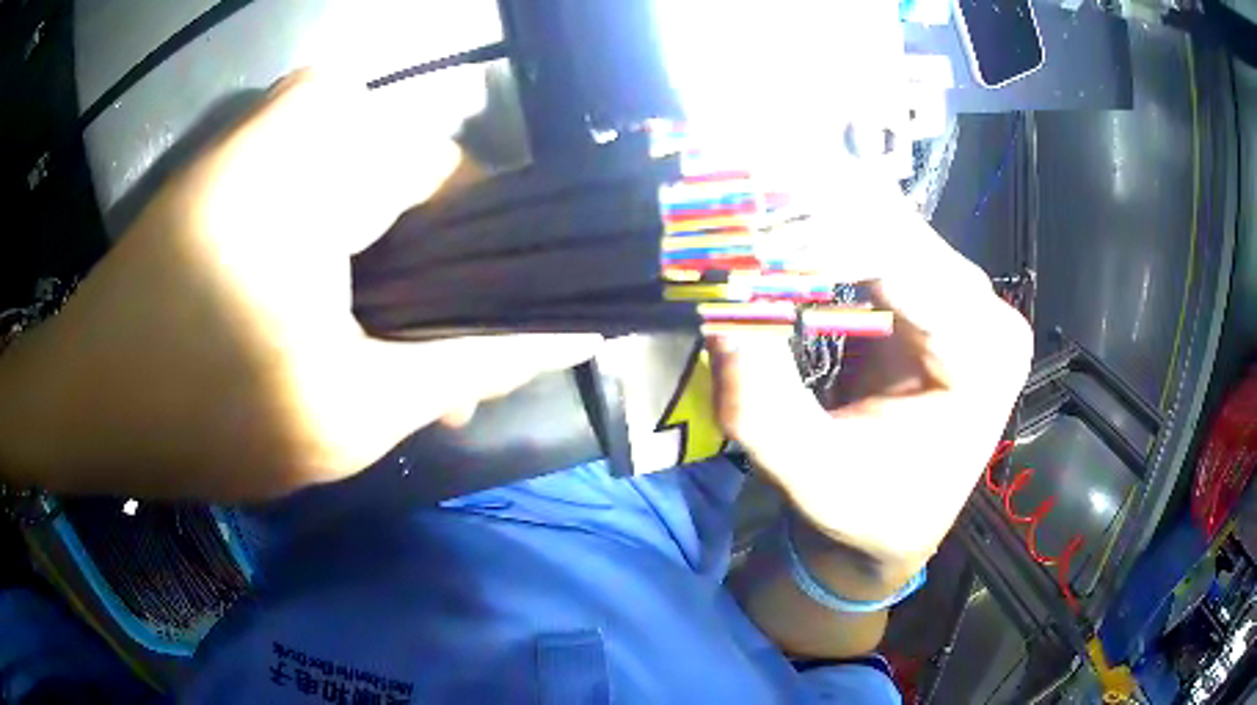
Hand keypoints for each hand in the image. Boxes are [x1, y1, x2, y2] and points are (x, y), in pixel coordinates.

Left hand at [0, 72, 595, 500]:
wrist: (88, 398)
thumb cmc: (200, 409)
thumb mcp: (354, 409)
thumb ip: (473, 365)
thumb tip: (570, 334)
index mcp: (345, 141)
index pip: (477, 196)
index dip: (490, 287)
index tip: (478, 370)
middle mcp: (318, 107)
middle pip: (424, 203)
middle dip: (431, 303)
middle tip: (425, 394)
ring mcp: (274, 128)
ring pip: (377, 209)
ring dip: (386, 296)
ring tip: (373, 376)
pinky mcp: (245, 160)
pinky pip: (329, 204)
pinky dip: (342, 274)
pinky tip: (328, 338)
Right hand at [708, 181, 1031, 574]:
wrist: (897, 521)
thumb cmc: (868, 511)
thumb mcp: (811, 474)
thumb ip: (762, 404)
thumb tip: (719, 311)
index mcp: (981, 356)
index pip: (901, 261)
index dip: (818, 229)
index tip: (742, 213)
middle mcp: (985, 310)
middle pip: (894, 227)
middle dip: (808, 205)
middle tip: (730, 181)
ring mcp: (963, 294)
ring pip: (882, 221)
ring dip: (811, 207)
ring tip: (745, 194)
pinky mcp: (934, 291)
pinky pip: (875, 238)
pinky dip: (821, 226)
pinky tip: (777, 219)